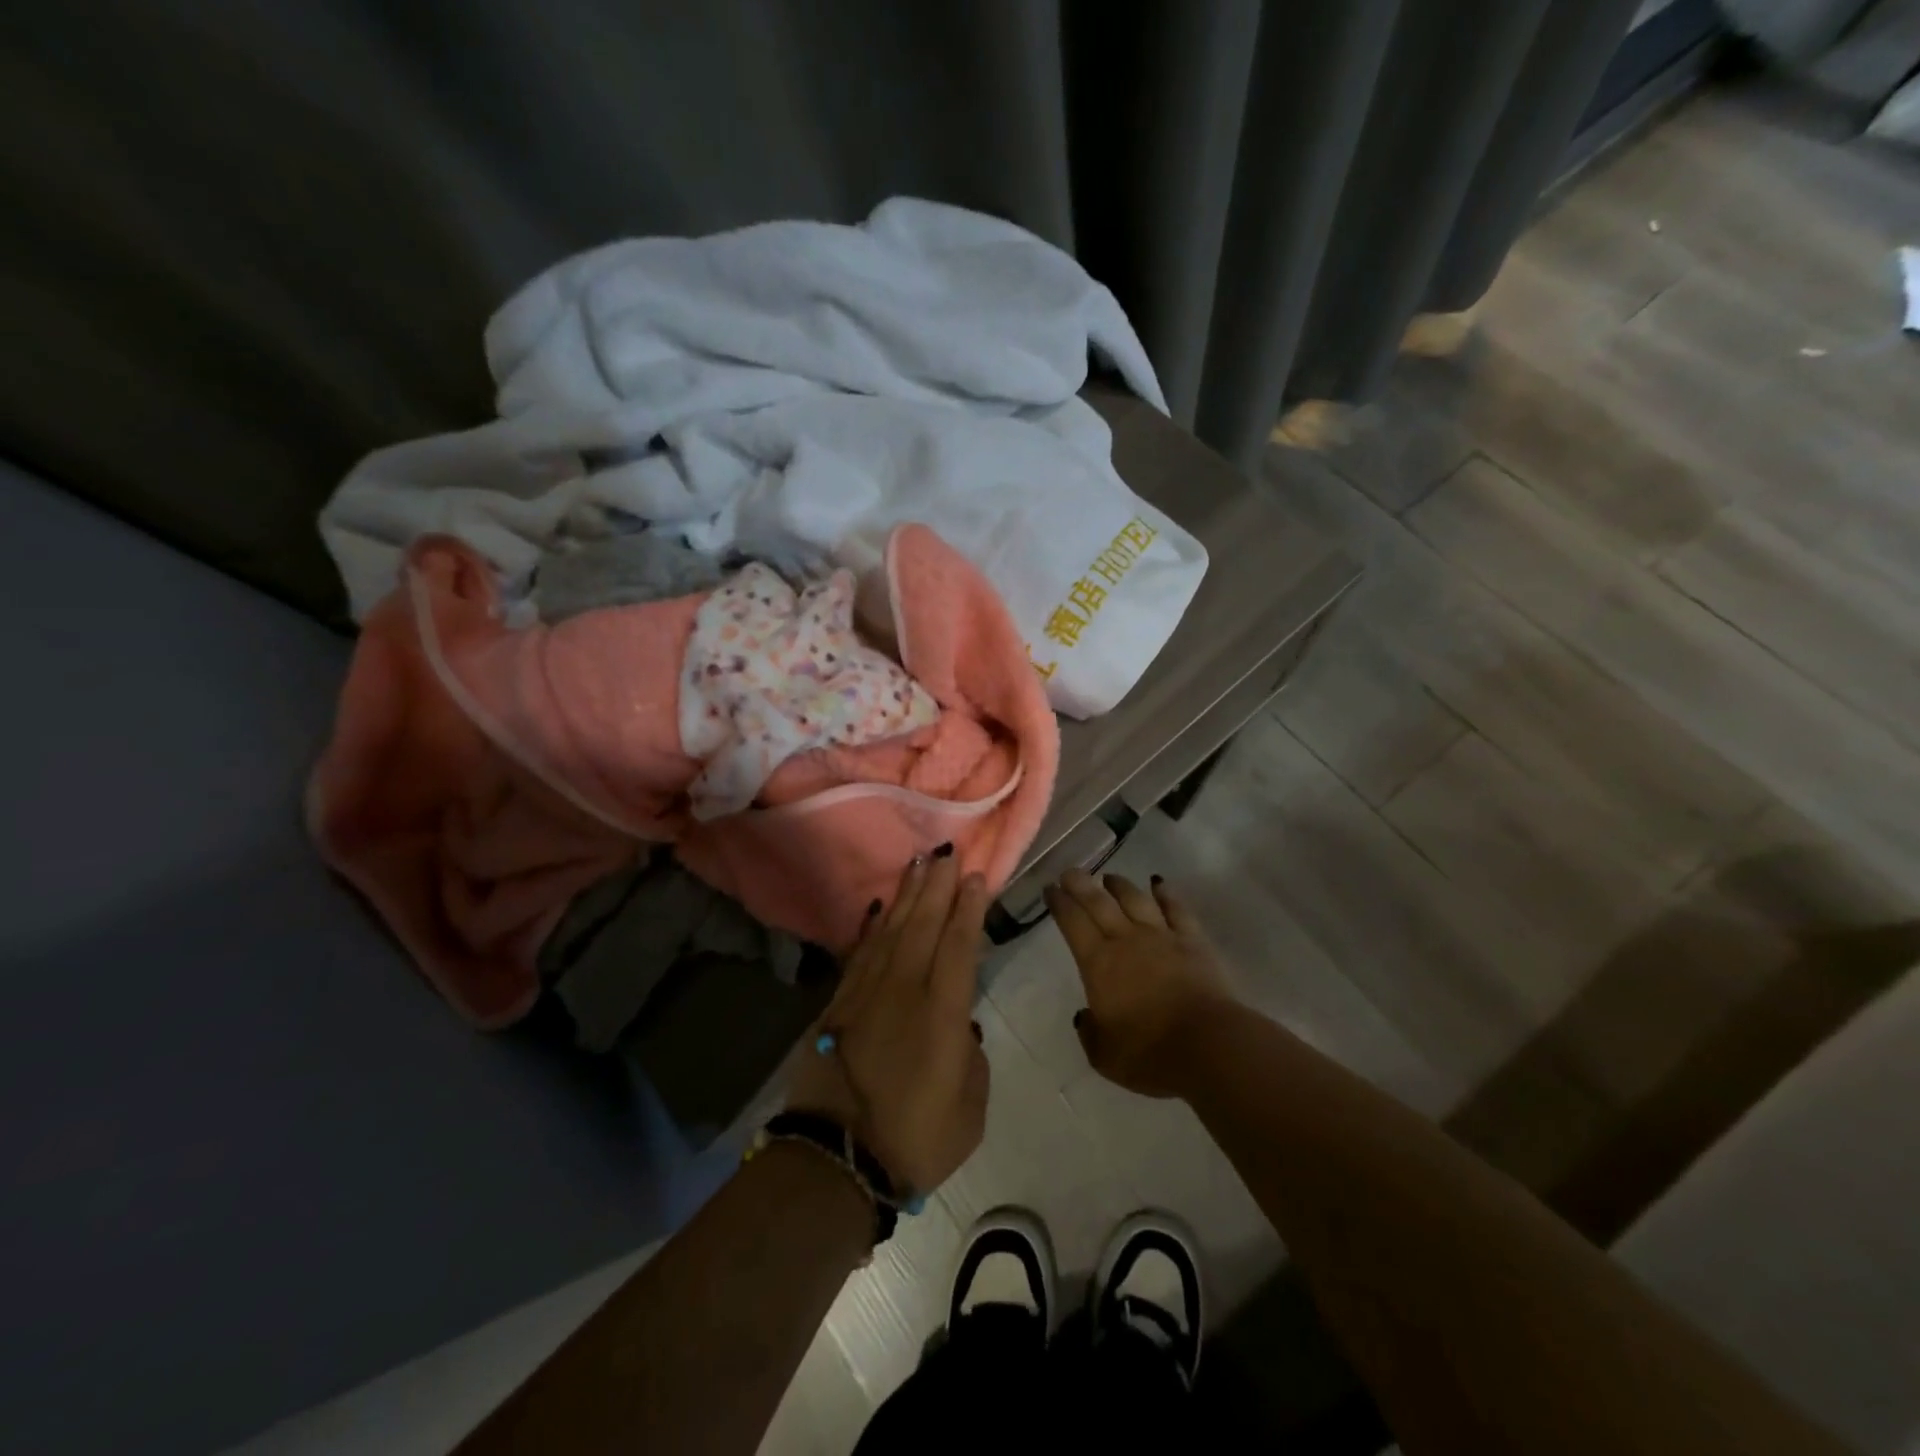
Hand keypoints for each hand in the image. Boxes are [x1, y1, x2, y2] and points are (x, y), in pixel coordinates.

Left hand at [787, 853, 990, 1194]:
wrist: (836, 1161)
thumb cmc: (916, 1139)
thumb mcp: (969, 1108)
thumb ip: (970, 1057)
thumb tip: (958, 1027)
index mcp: (941, 1013)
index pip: (958, 946)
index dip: (968, 909)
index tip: (975, 877)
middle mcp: (903, 990)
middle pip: (923, 925)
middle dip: (937, 886)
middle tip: (947, 852)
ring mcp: (867, 993)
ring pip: (891, 930)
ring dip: (906, 895)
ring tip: (918, 864)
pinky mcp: (839, 1003)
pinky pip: (859, 952)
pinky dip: (871, 926)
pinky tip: (878, 907)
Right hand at [1044, 869, 1235, 1097]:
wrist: (1208, 1046)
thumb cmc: (1149, 1053)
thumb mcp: (1104, 1055)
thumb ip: (1090, 1032)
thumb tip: (1085, 1015)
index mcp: (1098, 964)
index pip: (1072, 923)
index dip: (1059, 904)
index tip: (1050, 889)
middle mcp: (1126, 940)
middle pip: (1099, 902)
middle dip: (1081, 884)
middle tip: (1070, 872)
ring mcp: (1162, 936)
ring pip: (1135, 899)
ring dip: (1119, 885)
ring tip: (1109, 877)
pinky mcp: (1193, 941)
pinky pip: (1176, 909)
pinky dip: (1166, 892)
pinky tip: (1159, 882)